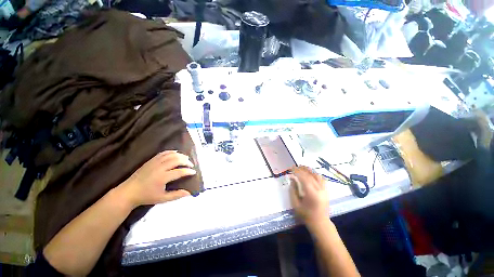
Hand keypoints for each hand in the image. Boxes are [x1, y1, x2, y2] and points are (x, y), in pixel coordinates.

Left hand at [117, 151, 195, 208]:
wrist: (129, 192)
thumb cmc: (146, 196)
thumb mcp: (162, 199)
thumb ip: (176, 195)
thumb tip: (189, 193)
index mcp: (162, 178)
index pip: (179, 172)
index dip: (188, 171)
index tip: (194, 172)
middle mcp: (159, 168)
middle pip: (177, 160)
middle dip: (186, 161)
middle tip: (191, 165)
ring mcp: (154, 163)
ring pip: (171, 155)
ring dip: (180, 155)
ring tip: (186, 158)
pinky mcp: (151, 160)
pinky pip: (163, 153)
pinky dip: (171, 152)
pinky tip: (176, 153)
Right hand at [289, 166, 329, 228]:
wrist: (320, 223)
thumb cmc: (306, 215)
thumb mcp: (296, 204)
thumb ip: (293, 190)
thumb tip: (292, 179)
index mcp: (311, 194)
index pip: (304, 178)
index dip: (297, 172)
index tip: (291, 168)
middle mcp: (319, 190)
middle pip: (310, 175)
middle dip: (302, 169)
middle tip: (295, 167)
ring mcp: (324, 190)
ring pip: (317, 175)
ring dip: (309, 170)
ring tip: (302, 167)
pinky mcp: (326, 191)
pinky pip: (321, 179)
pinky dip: (315, 174)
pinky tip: (310, 173)